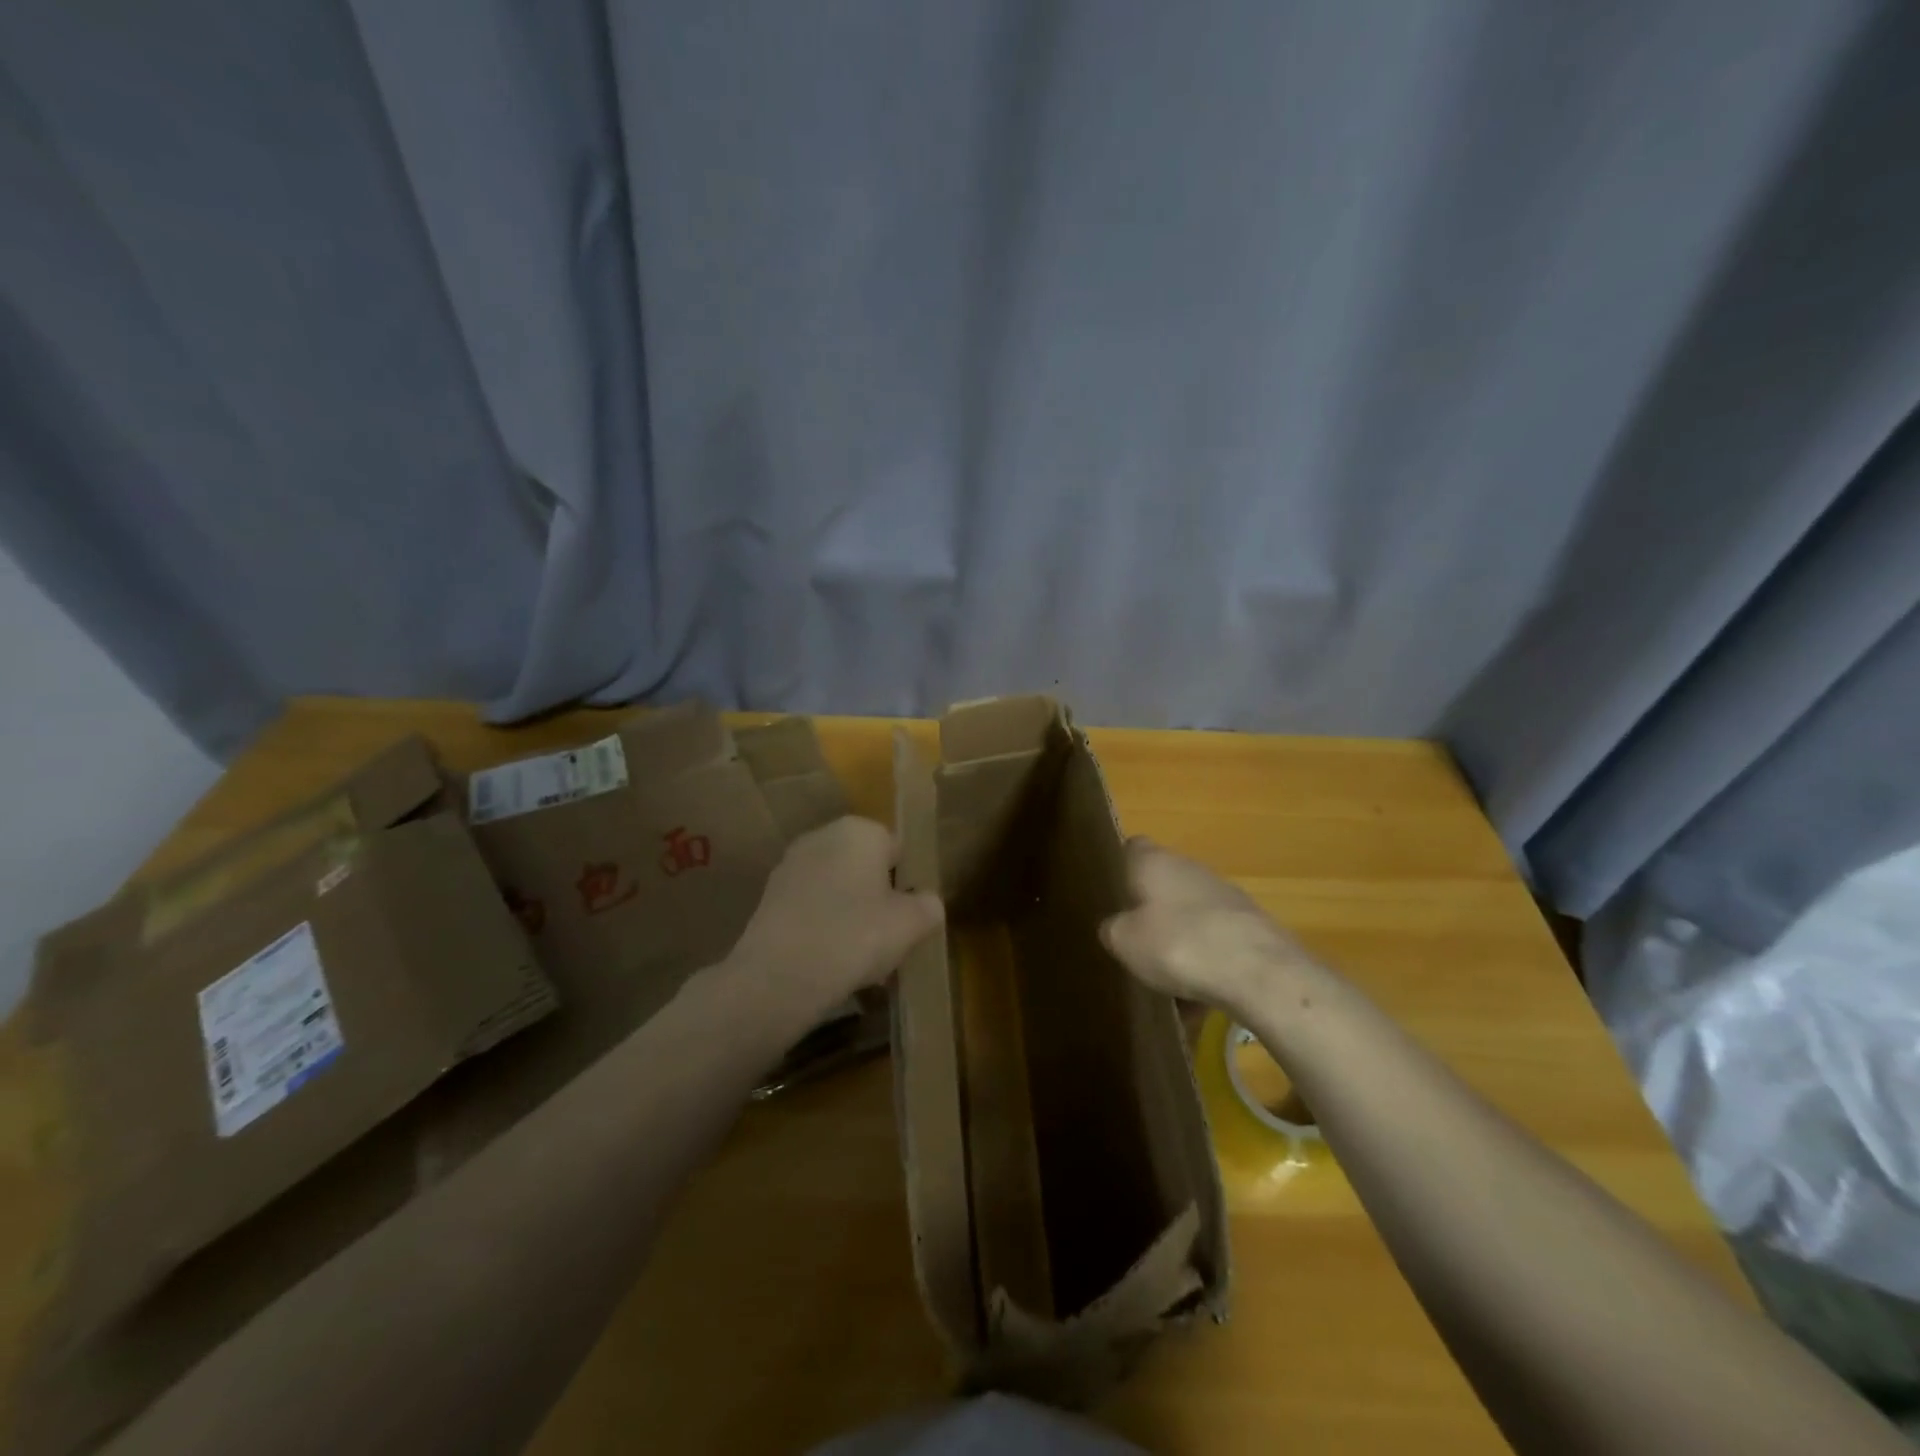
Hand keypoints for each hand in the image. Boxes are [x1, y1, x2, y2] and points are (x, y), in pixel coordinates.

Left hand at [728, 816, 944, 1026]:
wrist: (780, 975)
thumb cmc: (856, 936)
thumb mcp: (911, 925)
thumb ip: (928, 906)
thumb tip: (926, 903)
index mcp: (860, 831)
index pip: (897, 849)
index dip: (908, 882)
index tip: (911, 916)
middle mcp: (822, 837)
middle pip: (863, 867)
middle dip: (876, 897)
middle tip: (889, 938)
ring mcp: (790, 867)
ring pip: (835, 890)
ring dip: (848, 915)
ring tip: (861, 959)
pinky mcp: (768, 899)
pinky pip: (810, 910)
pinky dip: (822, 929)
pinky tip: (829, 964)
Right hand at [1100, 838, 1319, 1014]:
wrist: (1258, 971)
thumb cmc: (1177, 944)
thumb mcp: (1124, 942)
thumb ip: (1114, 929)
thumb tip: (1117, 927)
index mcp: (1155, 862)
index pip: (1133, 847)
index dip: (1123, 867)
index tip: (1115, 892)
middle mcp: (1191, 868)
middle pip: (1166, 882)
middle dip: (1154, 911)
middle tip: (1138, 942)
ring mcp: (1226, 895)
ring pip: (1193, 914)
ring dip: (1182, 939)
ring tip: (1170, 979)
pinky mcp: (1252, 925)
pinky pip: (1218, 941)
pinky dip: (1208, 963)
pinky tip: (1201, 998)